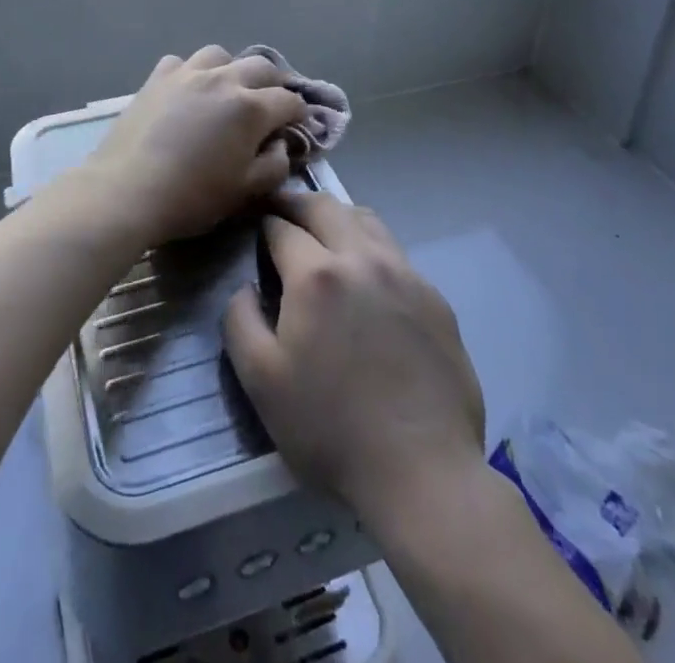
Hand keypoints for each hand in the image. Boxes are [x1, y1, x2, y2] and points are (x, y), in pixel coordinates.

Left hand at [81, 46, 308, 244]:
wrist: (127, 190)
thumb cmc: (191, 197)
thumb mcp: (245, 191)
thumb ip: (274, 164)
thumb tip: (280, 143)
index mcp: (250, 108)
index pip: (289, 100)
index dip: (300, 113)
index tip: (299, 125)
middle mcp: (223, 80)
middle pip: (261, 67)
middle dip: (275, 83)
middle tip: (272, 103)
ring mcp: (187, 73)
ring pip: (220, 55)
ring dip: (232, 69)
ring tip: (228, 89)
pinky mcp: (157, 78)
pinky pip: (181, 62)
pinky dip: (192, 72)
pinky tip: (188, 90)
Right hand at [223, 191, 486, 527]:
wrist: (423, 471)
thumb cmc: (331, 429)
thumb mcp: (261, 382)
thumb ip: (240, 320)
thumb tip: (246, 286)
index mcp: (316, 274)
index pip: (281, 227)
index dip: (262, 224)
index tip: (254, 228)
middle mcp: (362, 258)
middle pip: (325, 207)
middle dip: (296, 203)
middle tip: (280, 210)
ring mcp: (404, 273)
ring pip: (365, 220)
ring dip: (337, 216)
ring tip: (323, 231)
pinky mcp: (434, 297)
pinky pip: (395, 252)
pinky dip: (370, 246)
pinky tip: (365, 275)